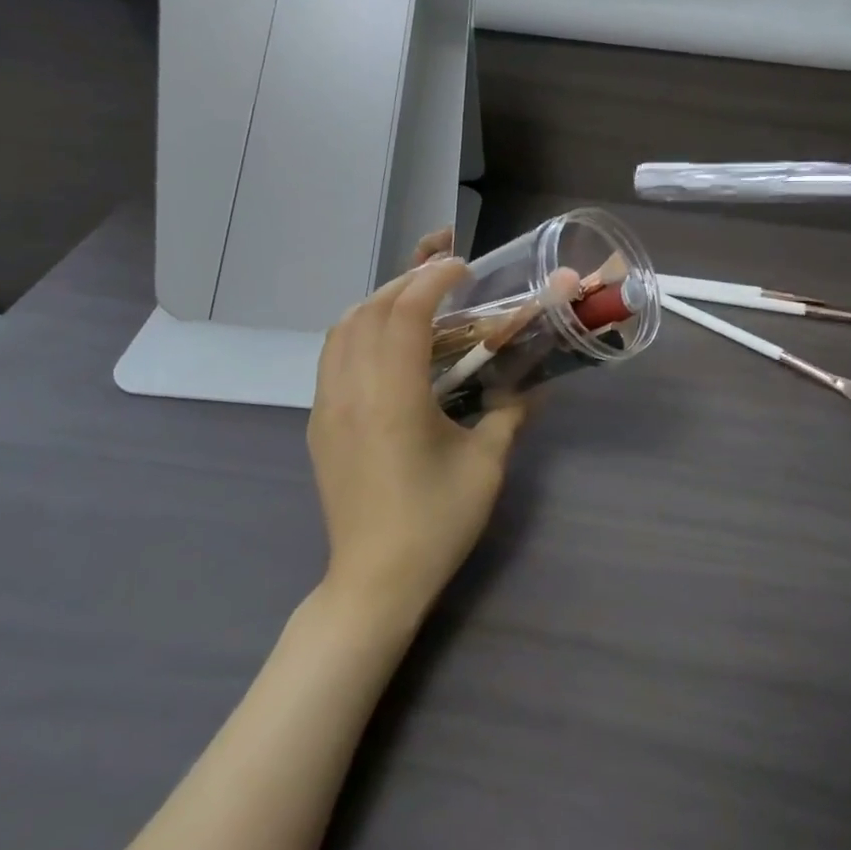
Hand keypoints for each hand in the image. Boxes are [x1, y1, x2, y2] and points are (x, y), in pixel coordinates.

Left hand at [308, 256, 527, 624]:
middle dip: (407, 280)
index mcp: (394, 397)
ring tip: (415, 301)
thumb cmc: (435, 524)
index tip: (463, 267)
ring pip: (342, 329)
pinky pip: (332, 356)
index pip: (407, 312)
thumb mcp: (486, 467)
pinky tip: (386, 345)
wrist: (374, 582)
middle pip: (370, 310)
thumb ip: (509, 414)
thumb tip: (532, 385)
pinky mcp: (319, 423)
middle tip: (444, 276)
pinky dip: (358, 331)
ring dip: (378, 302)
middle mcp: (352, 390)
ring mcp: (328, 405)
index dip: (434, 279)